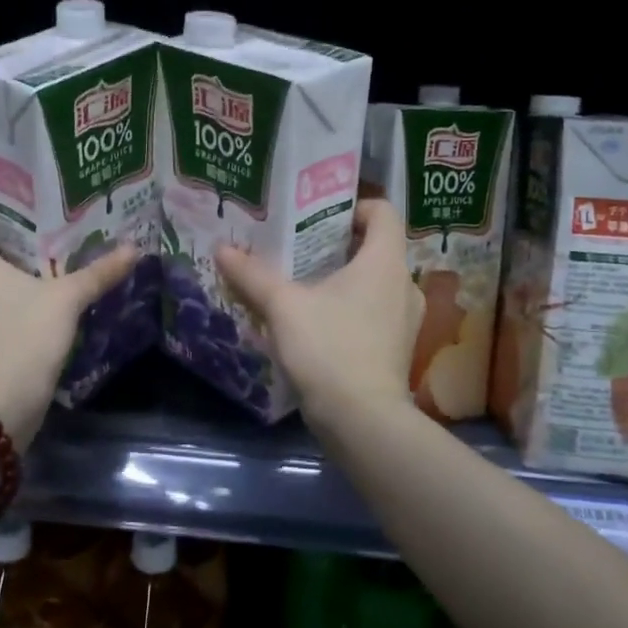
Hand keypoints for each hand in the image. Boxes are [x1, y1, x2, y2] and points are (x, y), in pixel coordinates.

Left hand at [0, 186, 138, 446]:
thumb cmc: (22, 339)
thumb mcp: (66, 301)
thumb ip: (98, 272)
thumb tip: (134, 248)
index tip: (22, 189)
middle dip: (10, 228)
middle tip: (48, 222)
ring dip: (8, 263)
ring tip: (47, 259)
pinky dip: (3, 292)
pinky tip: (36, 297)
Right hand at [216, 198, 422, 431]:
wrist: (362, 421)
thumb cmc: (328, 348)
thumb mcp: (283, 306)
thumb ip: (252, 275)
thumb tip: (222, 249)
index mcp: (385, 262)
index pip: (383, 211)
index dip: (353, 206)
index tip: (317, 217)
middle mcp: (404, 284)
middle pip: (375, 247)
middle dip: (337, 245)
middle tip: (299, 248)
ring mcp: (405, 320)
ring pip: (374, 283)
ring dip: (343, 280)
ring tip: (304, 286)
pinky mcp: (397, 349)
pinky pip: (375, 312)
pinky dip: (350, 309)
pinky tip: (317, 323)